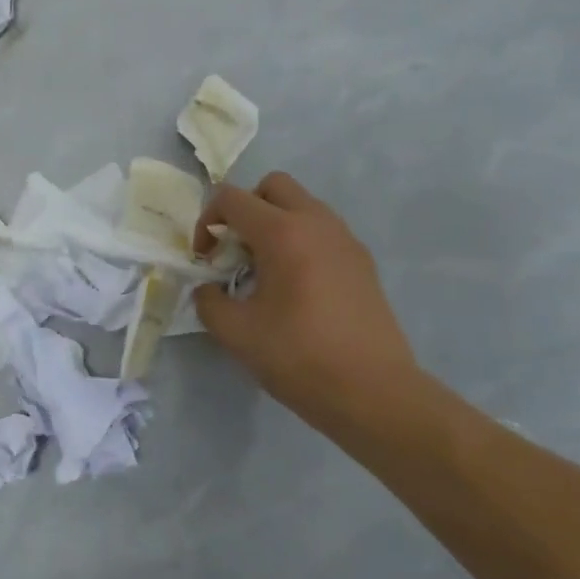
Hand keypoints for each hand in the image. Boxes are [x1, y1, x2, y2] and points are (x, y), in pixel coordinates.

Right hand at [193, 173, 418, 434]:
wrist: (374, 392)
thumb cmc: (299, 357)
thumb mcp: (236, 333)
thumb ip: (208, 301)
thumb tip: (208, 288)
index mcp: (283, 233)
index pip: (232, 198)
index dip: (207, 222)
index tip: (205, 260)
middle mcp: (317, 223)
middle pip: (272, 186)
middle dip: (245, 209)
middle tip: (235, 251)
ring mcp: (345, 240)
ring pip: (302, 206)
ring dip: (274, 224)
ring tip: (264, 271)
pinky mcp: (362, 261)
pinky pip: (322, 231)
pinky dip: (300, 241)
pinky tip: (296, 288)